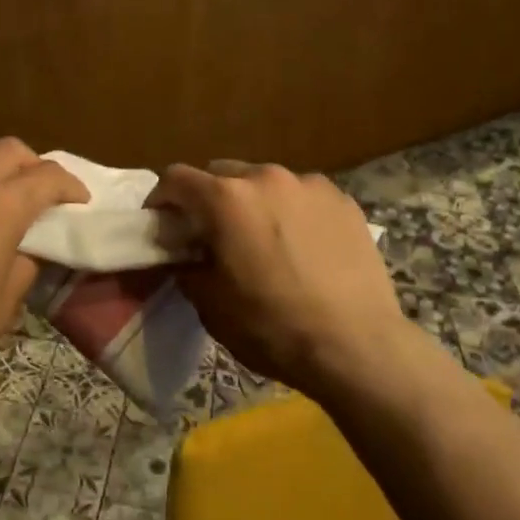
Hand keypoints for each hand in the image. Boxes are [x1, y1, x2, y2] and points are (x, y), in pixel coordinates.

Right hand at [147, 161, 406, 395]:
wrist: (357, 346)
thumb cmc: (273, 328)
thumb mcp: (212, 306)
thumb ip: (188, 268)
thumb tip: (185, 255)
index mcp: (226, 200)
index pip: (176, 178)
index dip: (161, 199)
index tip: (162, 223)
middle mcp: (265, 177)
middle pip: (222, 174)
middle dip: (209, 199)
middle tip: (213, 234)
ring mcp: (309, 184)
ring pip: (265, 182)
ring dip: (253, 202)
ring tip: (264, 240)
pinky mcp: (342, 199)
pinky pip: (303, 195)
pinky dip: (292, 211)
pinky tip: (303, 246)